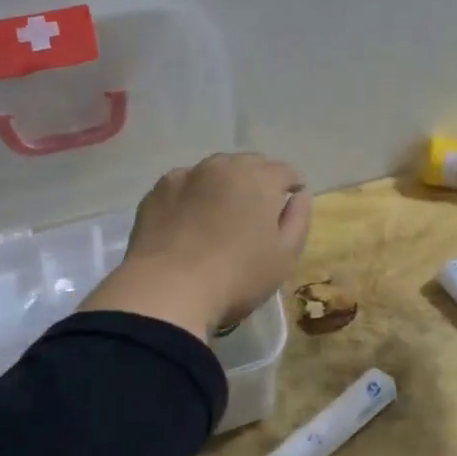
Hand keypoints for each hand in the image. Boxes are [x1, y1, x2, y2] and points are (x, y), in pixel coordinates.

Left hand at [80, 153, 312, 337]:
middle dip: (258, 183)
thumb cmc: (237, 276)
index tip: (287, 211)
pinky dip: (192, 197)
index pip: (285, 171)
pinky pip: (184, 186)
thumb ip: (299, 218)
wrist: (167, 290)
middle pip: (250, 165)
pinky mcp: (156, 192)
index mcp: (259, 178)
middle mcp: (223, 165)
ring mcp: (186, 175)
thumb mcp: (285, 256)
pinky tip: (189, 223)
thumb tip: (300, 194)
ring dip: (224, 187)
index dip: (291, 189)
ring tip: (220, 218)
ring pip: (215, 172)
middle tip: (255, 216)